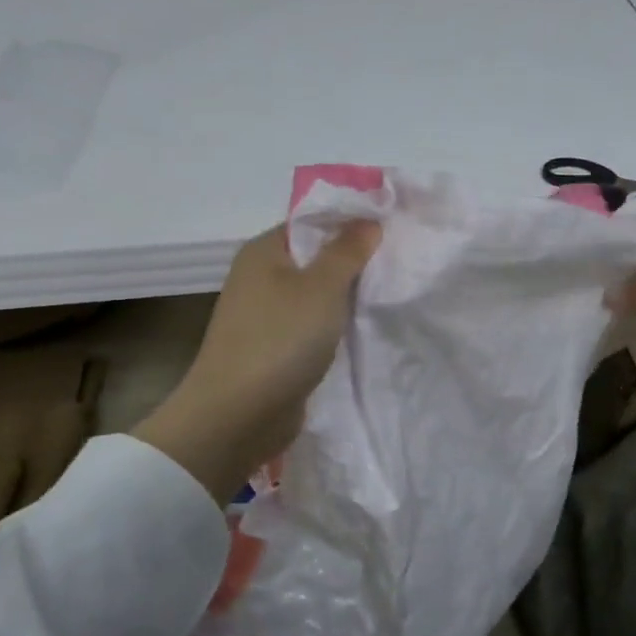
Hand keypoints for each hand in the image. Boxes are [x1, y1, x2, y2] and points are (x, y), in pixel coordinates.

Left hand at [135, 221, 380, 501]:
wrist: (238, 415)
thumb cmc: (279, 339)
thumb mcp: (321, 287)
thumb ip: (347, 251)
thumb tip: (368, 220)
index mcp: (263, 251)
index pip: (311, 222)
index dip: (349, 221)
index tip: (391, 228)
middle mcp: (259, 277)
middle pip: (314, 258)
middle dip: (353, 261)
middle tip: (398, 263)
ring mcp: (265, 316)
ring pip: (315, 295)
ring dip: (346, 298)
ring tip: (388, 294)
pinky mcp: (274, 349)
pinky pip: (311, 327)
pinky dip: (334, 327)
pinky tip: (363, 330)